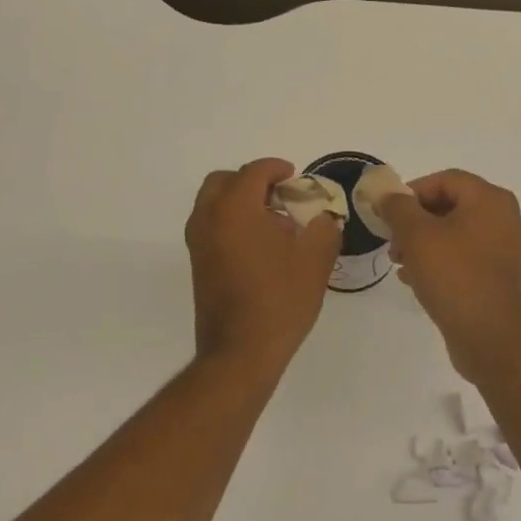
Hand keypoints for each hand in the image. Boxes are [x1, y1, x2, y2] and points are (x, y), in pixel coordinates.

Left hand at [185, 158, 341, 368]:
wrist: (240, 352)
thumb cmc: (280, 301)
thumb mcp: (314, 261)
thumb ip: (323, 228)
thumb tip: (322, 218)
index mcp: (235, 209)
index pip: (253, 172)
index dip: (276, 168)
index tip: (294, 176)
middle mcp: (209, 219)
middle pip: (224, 181)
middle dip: (251, 181)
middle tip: (279, 195)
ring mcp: (198, 243)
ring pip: (213, 204)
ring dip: (239, 201)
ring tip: (273, 222)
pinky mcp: (197, 264)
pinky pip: (211, 226)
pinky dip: (231, 221)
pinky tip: (260, 246)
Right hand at [376, 170, 520, 378]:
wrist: (488, 335)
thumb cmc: (453, 274)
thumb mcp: (416, 234)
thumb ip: (397, 207)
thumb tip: (386, 194)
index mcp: (491, 200)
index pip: (445, 179)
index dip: (412, 191)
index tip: (389, 213)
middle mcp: (505, 219)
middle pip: (451, 206)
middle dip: (415, 220)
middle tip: (392, 241)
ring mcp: (506, 250)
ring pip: (456, 233)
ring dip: (424, 242)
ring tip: (399, 262)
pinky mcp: (500, 277)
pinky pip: (465, 257)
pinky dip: (440, 261)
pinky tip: (416, 279)